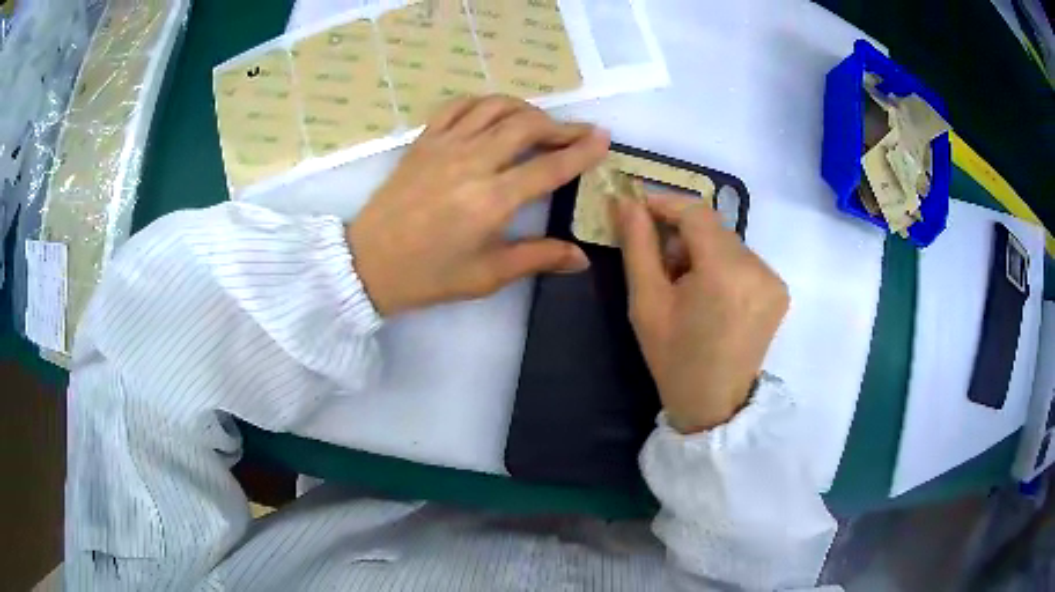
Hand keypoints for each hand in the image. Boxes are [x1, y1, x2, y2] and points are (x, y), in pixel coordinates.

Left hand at [348, 95, 609, 315]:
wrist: (368, 263)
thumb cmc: (428, 276)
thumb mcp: (486, 276)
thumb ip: (537, 258)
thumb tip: (582, 258)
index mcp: (491, 201)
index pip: (549, 167)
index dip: (581, 151)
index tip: (603, 139)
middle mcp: (472, 163)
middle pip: (527, 125)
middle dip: (561, 126)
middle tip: (579, 133)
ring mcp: (444, 146)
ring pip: (495, 107)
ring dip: (525, 109)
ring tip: (540, 123)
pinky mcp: (424, 141)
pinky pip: (458, 106)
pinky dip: (484, 103)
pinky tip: (493, 114)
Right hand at [616, 196, 788, 433]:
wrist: (713, 405)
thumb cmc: (674, 358)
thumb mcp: (646, 303)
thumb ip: (637, 245)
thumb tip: (626, 201)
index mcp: (724, 272)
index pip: (695, 213)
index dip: (666, 204)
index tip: (639, 210)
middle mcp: (757, 268)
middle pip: (713, 227)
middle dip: (683, 235)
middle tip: (661, 264)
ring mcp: (773, 280)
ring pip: (728, 242)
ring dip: (703, 251)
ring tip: (686, 286)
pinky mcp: (779, 290)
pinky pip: (744, 260)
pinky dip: (723, 265)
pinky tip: (711, 295)